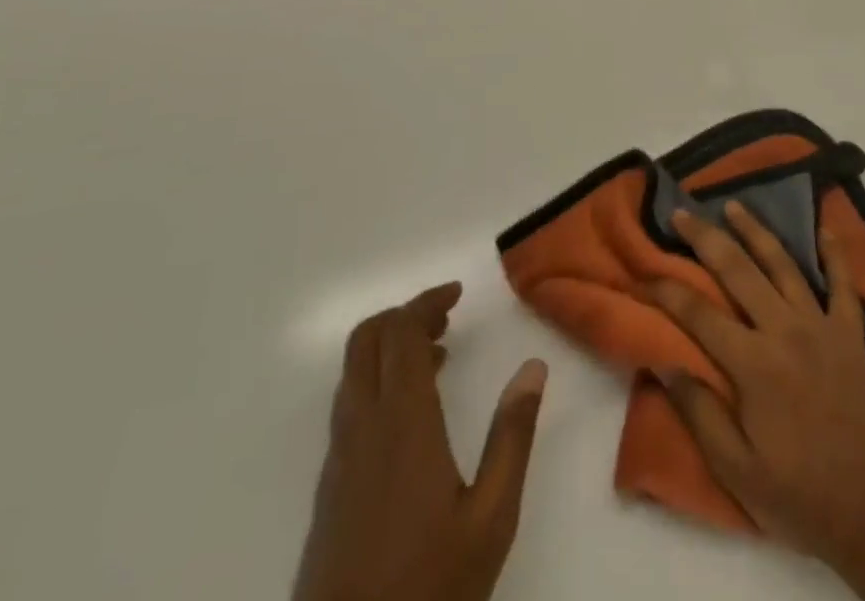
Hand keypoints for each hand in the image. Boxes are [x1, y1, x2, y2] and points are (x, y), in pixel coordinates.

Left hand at [292, 283, 547, 600]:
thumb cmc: (427, 589)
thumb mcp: (491, 518)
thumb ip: (512, 437)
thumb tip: (534, 367)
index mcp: (402, 422)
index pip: (400, 331)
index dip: (426, 301)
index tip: (458, 294)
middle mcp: (363, 425)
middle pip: (367, 339)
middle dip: (405, 315)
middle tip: (447, 318)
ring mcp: (340, 456)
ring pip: (354, 371)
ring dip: (390, 347)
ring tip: (438, 357)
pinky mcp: (330, 485)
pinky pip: (350, 403)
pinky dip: (378, 380)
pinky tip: (412, 413)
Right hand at [648, 203, 864, 573]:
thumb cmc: (798, 495)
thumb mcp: (736, 469)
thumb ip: (698, 411)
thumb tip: (663, 360)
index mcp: (754, 364)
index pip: (699, 314)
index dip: (668, 291)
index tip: (645, 275)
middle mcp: (785, 330)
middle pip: (738, 271)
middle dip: (705, 238)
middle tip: (682, 213)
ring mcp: (822, 326)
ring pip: (783, 264)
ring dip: (756, 231)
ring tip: (733, 205)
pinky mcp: (851, 334)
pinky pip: (844, 284)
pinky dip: (834, 254)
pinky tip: (824, 229)